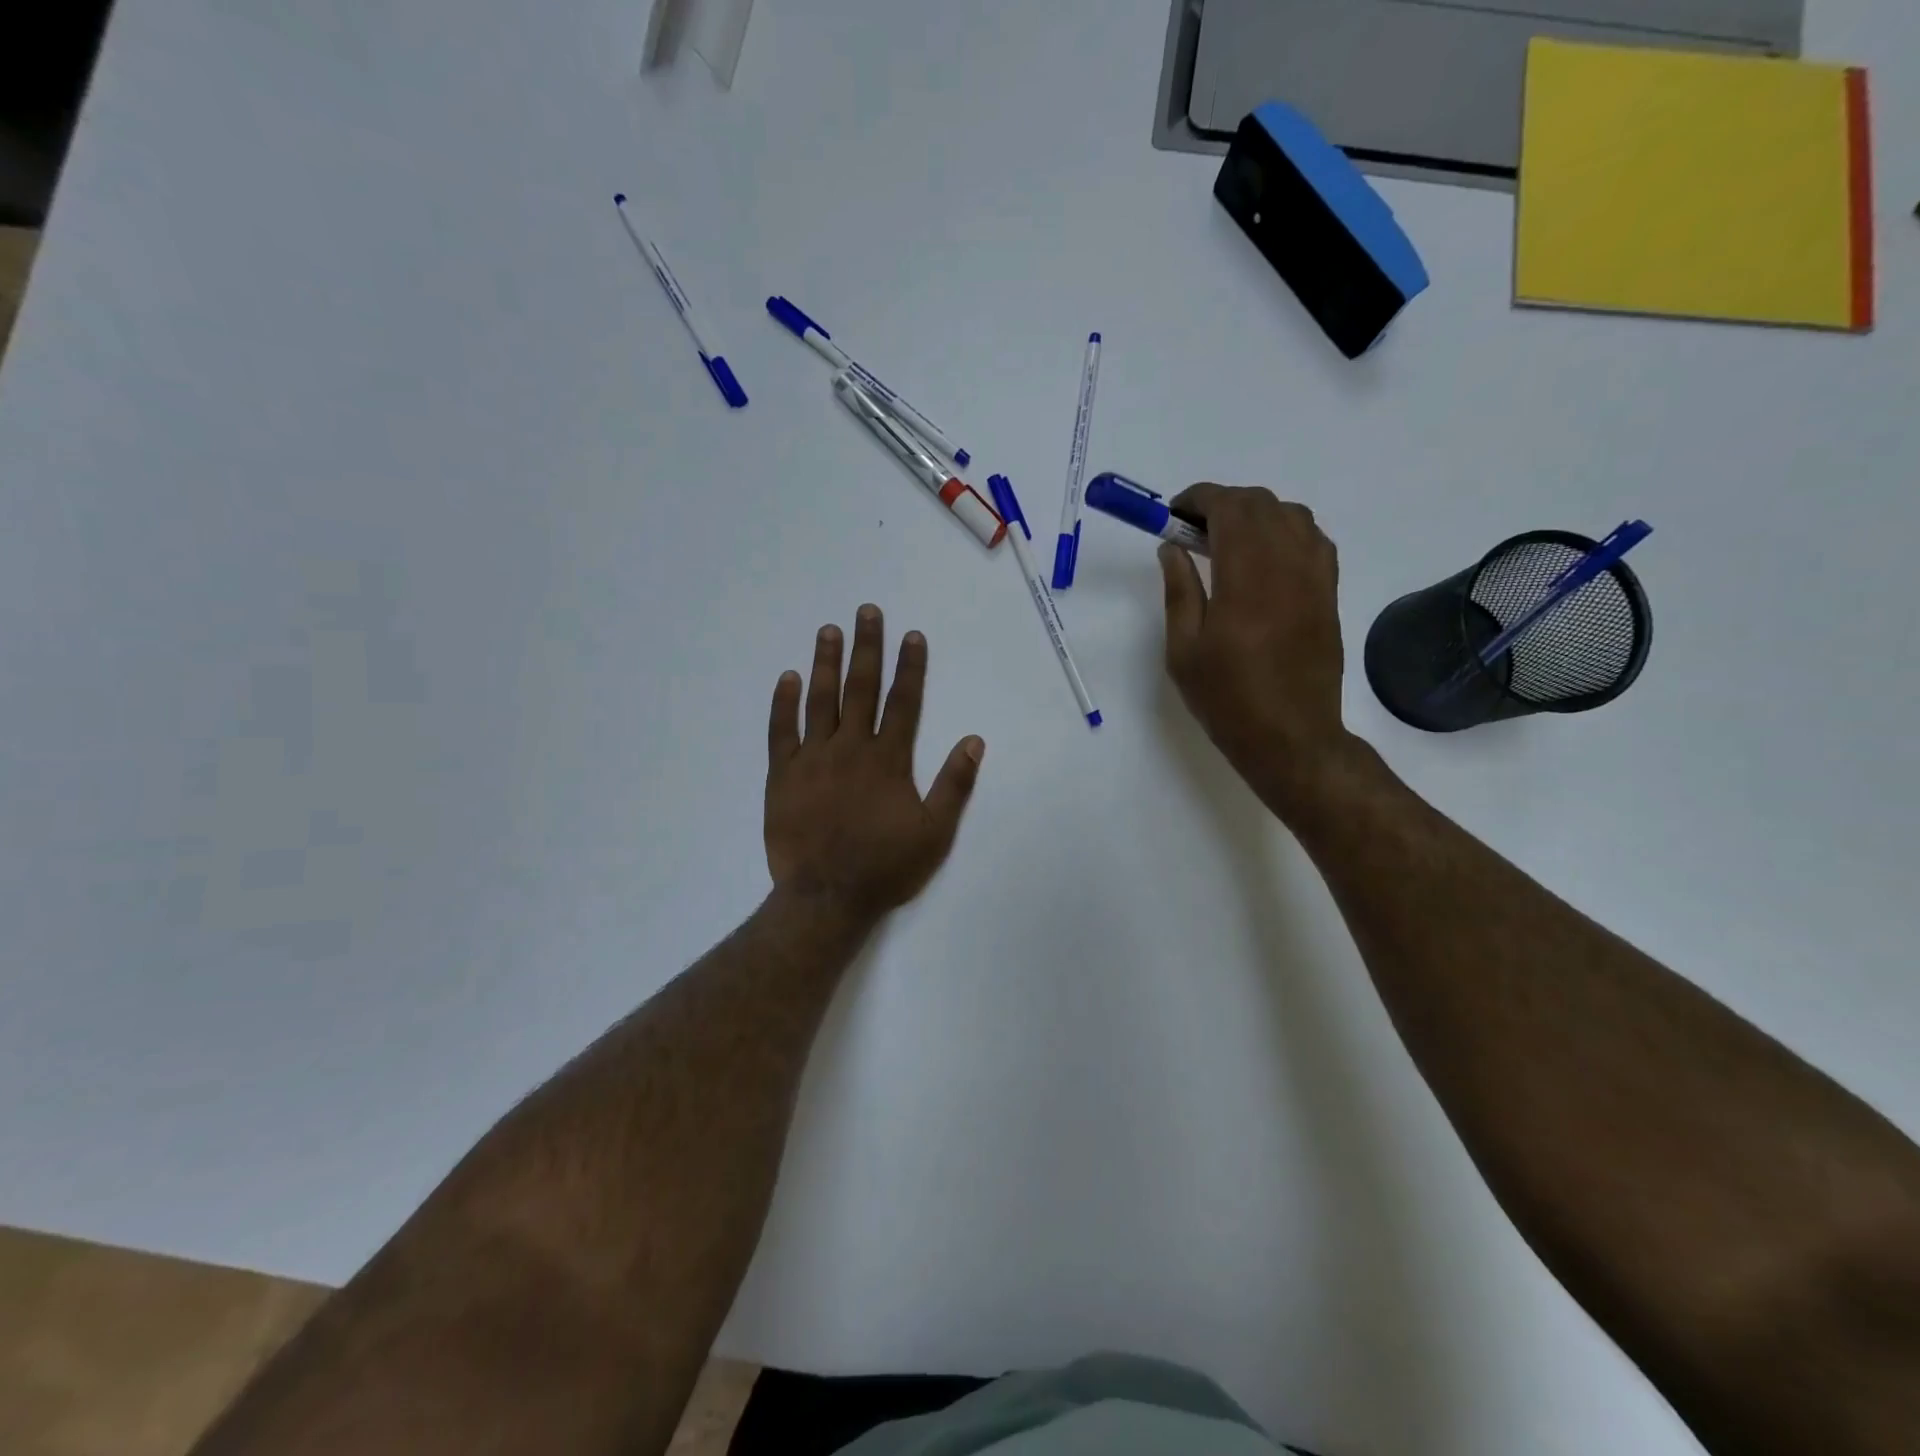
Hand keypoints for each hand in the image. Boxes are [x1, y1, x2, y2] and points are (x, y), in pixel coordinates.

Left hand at [765, 605, 984, 923]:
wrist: (827, 897)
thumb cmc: (886, 866)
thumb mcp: (935, 832)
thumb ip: (954, 784)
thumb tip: (974, 740)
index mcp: (888, 760)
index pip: (903, 702)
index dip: (909, 666)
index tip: (911, 635)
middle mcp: (850, 748)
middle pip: (861, 689)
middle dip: (867, 648)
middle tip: (866, 612)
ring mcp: (812, 759)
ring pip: (820, 701)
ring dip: (826, 663)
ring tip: (828, 631)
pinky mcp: (782, 776)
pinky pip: (780, 731)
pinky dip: (783, 703)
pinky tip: (788, 678)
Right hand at [1159, 485, 1353, 817]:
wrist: (1290, 736)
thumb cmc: (1227, 698)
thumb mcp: (1184, 649)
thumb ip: (1178, 590)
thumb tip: (1172, 548)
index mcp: (1246, 578)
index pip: (1229, 508)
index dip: (1199, 499)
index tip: (1174, 513)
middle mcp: (1287, 565)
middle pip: (1260, 504)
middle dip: (1222, 504)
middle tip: (1192, 530)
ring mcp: (1315, 577)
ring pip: (1291, 515)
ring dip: (1255, 514)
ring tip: (1227, 542)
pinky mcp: (1328, 592)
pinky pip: (1313, 539)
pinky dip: (1285, 531)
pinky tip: (1264, 558)